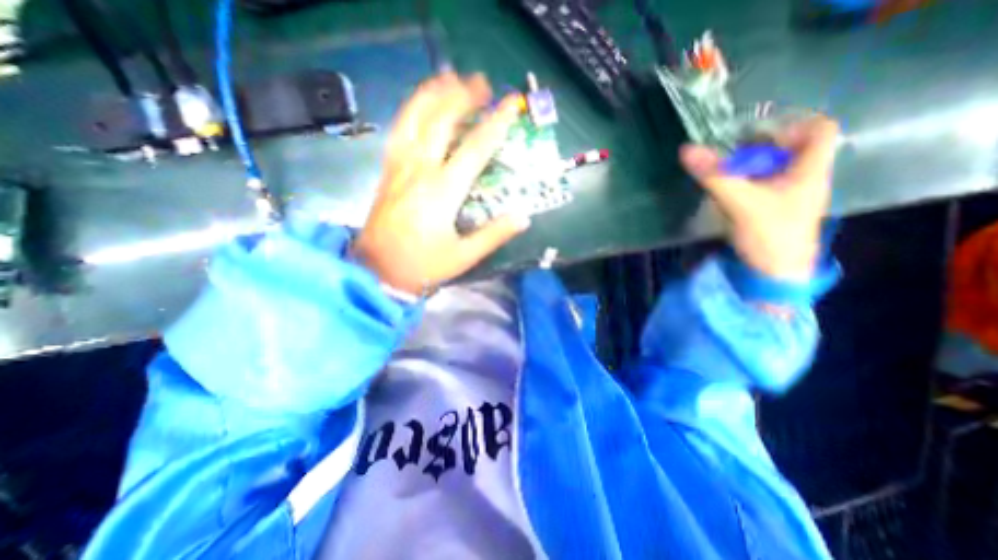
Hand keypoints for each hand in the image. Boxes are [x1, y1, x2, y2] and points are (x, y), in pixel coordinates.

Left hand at [355, 72, 532, 297]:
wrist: (378, 271)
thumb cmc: (423, 265)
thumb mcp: (464, 256)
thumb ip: (494, 235)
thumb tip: (523, 217)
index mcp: (444, 191)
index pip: (476, 148)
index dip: (496, 123)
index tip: (511, 103)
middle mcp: (421, 170)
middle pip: (442, 120)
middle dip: (463, 96)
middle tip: (481, 82)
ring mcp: (400, 167)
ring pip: (415, 118)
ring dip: (433, 93)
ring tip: (448, 77)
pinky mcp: (388, 171)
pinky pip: (398, 131)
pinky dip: (410, 110)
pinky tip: (419, 104)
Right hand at [684, 116, 835, 280]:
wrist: (774, 274)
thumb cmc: (769, 234)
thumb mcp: (741, 201)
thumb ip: (715, 175)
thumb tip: (686, 150)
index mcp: (810, 170)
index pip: (819, 129)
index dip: (790, 124)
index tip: (756, 135)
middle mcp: (804, 179)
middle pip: (791, 148)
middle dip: (760, 146)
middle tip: (731, 152)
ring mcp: (789, 197)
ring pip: (774, 168)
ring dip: (749, 165)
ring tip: (724, 170)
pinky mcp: (773, 211)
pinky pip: (762, 186)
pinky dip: (745, 183)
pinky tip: (727, 190)